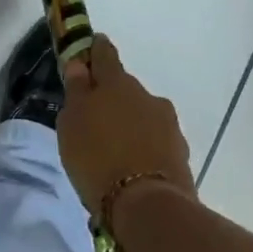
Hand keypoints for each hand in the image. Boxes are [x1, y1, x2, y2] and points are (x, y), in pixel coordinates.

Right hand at [55, 35, 196, 222]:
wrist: (147, 205)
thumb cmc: (97, 157)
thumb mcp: (72, 124)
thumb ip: (76, 92)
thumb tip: (80, 66)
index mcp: (116, 83)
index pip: (105, 54)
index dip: (96, 49)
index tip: (91, 46)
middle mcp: (146, 95)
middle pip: (126, 88)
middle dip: (113, 97)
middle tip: (96, 118)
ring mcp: (168, 123)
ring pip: (143, 115)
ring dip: (130, 124)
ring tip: (114, 150)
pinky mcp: (180, 152)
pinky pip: (156, 141)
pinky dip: (144, 147)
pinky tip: (133, 167)